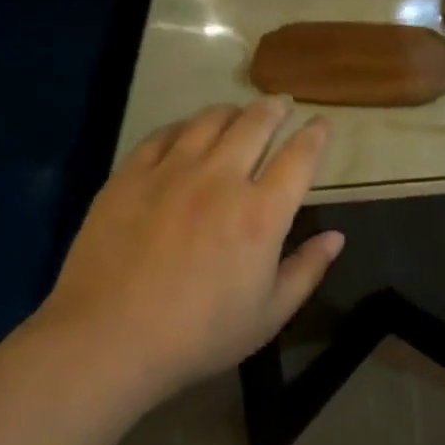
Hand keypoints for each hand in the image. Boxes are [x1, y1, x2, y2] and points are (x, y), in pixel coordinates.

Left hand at [40, 99, 343, 397]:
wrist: (107, 340)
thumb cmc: (198, 336)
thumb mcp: (268, 315)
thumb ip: (307, 270)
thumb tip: (337, 237)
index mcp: (262, 213)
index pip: (299, 157)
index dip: (315, 134)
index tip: (321, 122)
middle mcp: (221, 179)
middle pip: (255, 124)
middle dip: (275, 109)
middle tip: (281, 104)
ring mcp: (173, 171)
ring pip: (209, 120)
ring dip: (232, 110)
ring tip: (238, 111)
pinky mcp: (131, 175)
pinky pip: (163, 134)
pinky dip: (183, 126)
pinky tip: (186, 131)